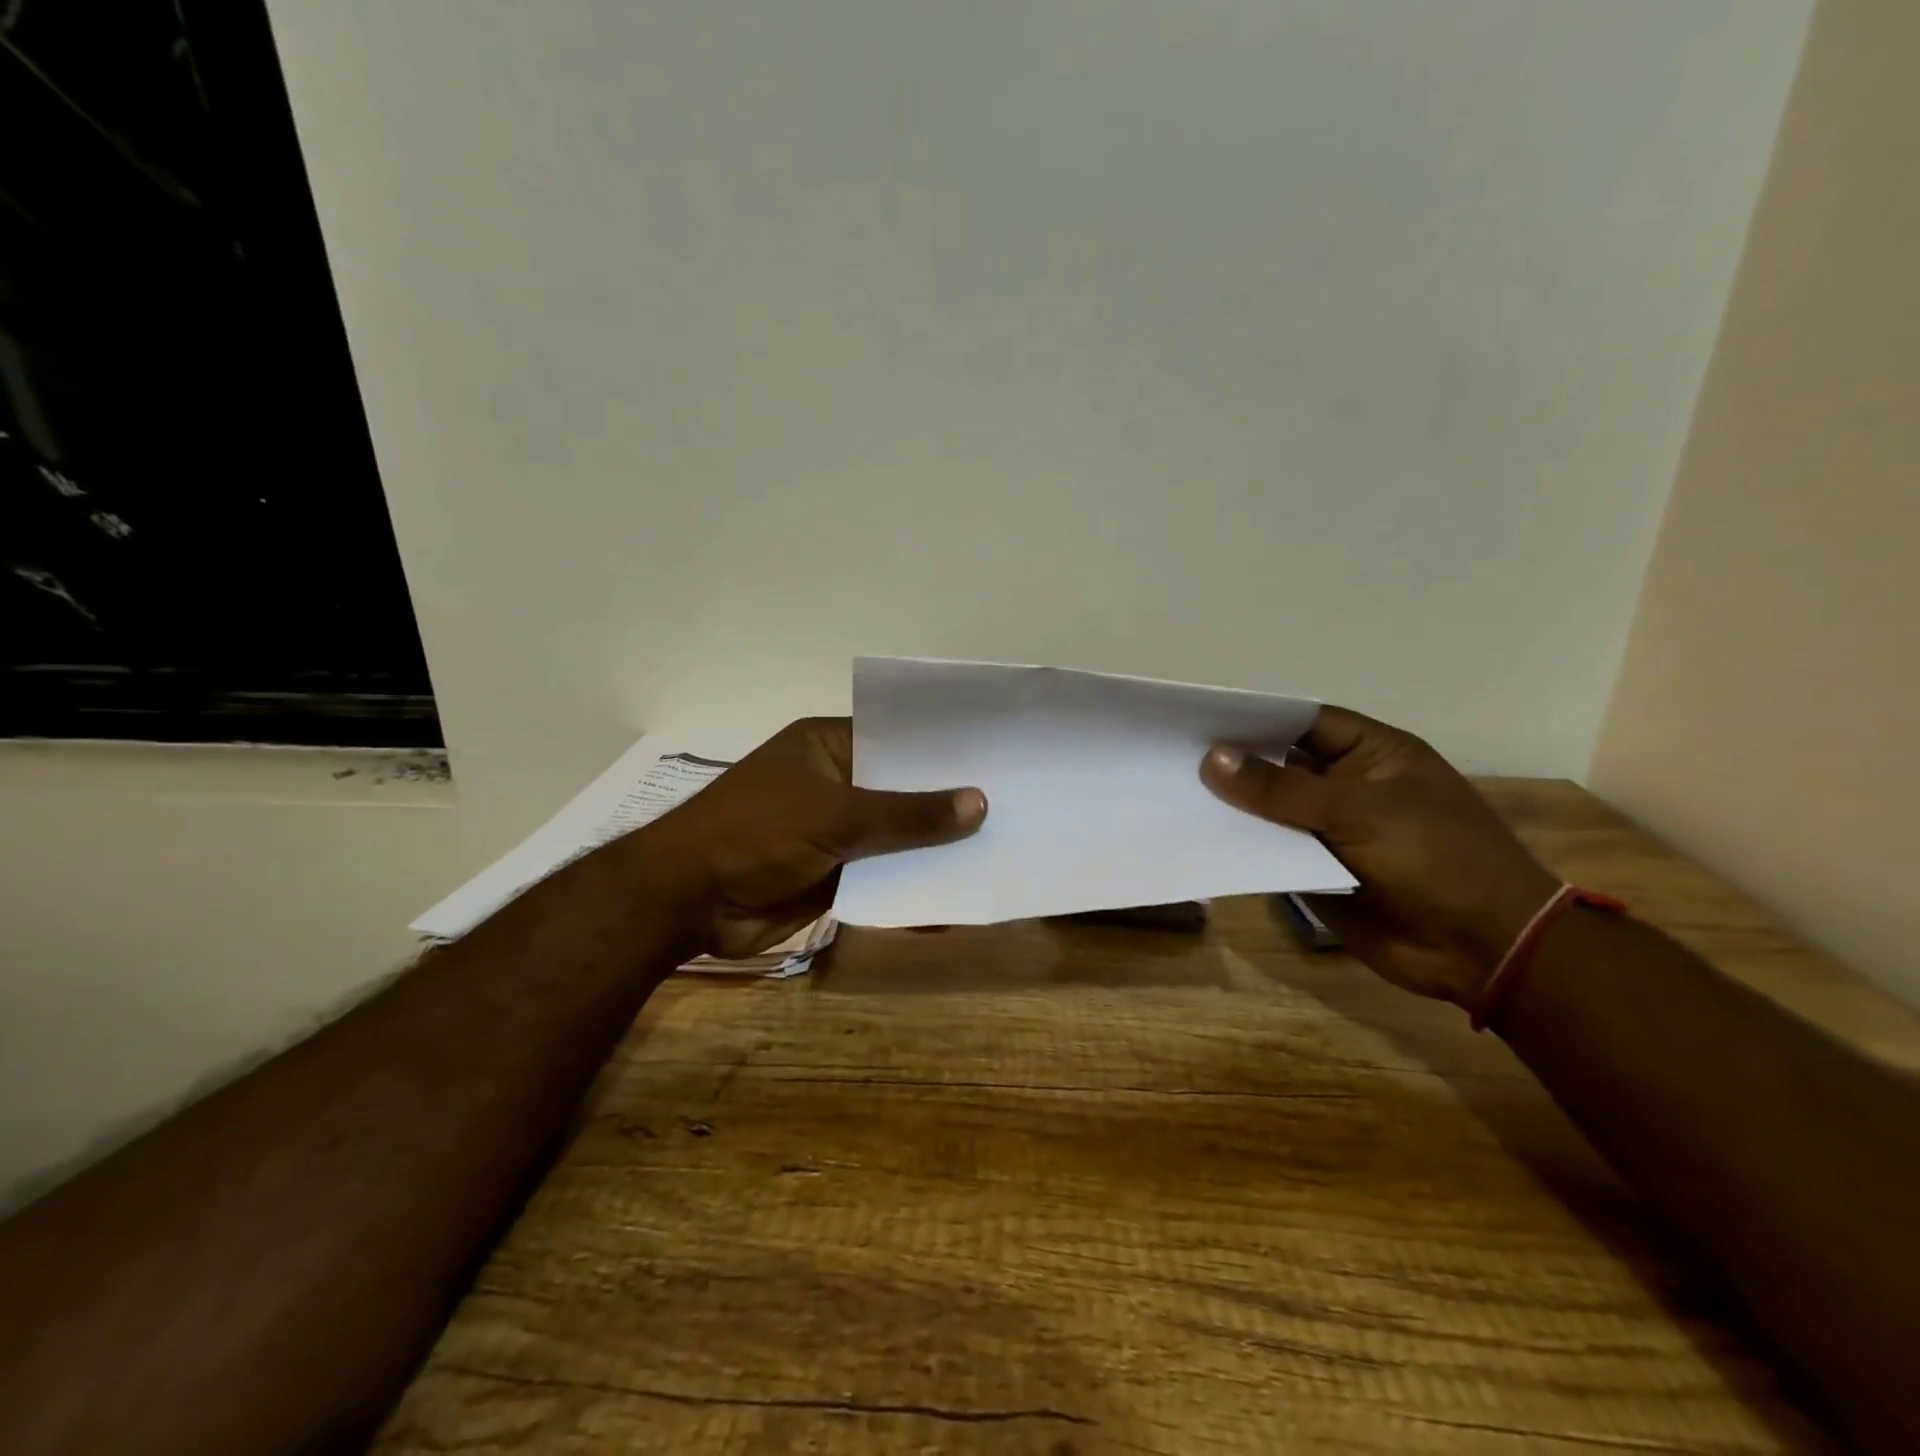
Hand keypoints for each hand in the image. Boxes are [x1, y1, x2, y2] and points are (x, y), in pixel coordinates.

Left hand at [629, 718, 985, 958]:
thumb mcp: (836, 816)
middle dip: (947, 803)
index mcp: (829, 747)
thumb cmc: (757, 833)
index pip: (897, 738)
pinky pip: (883, 875)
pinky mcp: (834, 874)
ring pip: (896, 836)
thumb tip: (979, 804)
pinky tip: (954, 897)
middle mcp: (836, 783)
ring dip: (934, 849)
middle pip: (902, 790)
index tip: (997, 756)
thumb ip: (908, 814)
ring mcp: (835, 831)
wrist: (688, 901)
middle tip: (1014, 805)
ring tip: (999, 852)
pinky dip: (911, 885)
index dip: (943, 749)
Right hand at [1200, 706, 1558, 1006]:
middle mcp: (1346, 785)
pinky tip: (1196, 835)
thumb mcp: (1358, 811)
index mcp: (1372, 754)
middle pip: (1280, 764)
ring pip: (1270, 810)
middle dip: (1234, 761)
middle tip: (1171, 753)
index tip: (1199, 717)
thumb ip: (1282, 788)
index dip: (1255, 718)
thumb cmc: (1435, 857)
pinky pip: (1271, 850)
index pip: (1303, 721)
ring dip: (1231, 805)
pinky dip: (1240, 844)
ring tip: (1171, 789)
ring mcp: (1330, 829)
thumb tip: (1213, 759)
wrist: (1482, 949)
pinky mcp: (1317, 870)